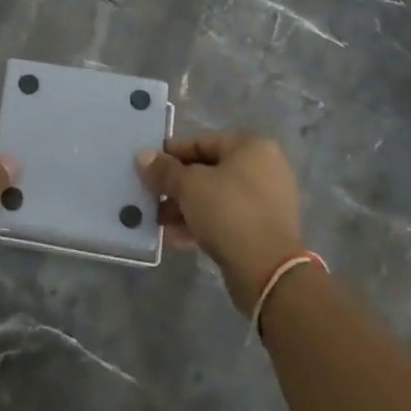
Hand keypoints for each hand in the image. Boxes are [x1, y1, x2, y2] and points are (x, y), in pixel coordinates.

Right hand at [136, 131, 304, 312]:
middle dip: (177, 186)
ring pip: (216, 197)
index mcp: (251, 146)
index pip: (202, 142)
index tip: (148, 167)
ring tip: (160, 222)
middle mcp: (263, 168)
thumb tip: (142, 156)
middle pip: (209, 170)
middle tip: (151, 197)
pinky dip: (203, 224)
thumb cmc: (228, 211)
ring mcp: (266, 200)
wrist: (267, 269)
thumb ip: (164, 170)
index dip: (172, 154)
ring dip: (186, 207)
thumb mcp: (189, 186)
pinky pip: (227, 218)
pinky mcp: (264, 229)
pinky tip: (177, 238)